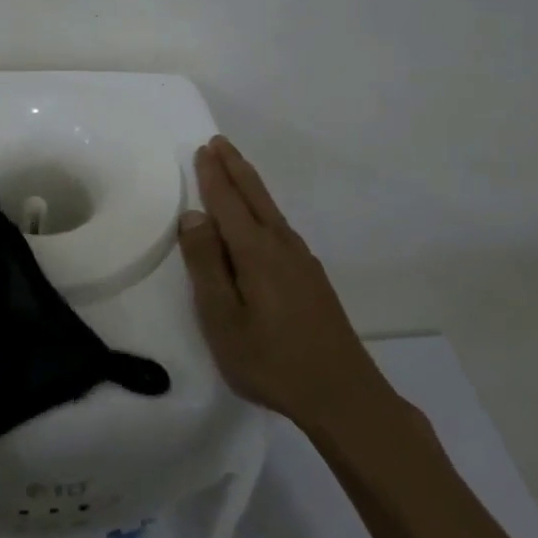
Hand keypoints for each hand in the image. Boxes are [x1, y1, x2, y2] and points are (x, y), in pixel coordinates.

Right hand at [179, 136, 382, 436]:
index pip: (228, 202)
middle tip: (219, 142)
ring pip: (271, 210)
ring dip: (250, 185)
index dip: (213, 175)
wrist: (343, 394)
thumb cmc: (271, 360)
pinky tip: (263, 222)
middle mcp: (281, 245)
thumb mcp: (223, 319)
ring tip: (236, 172)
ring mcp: (302, 261)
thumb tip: (194, 216)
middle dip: (235, 167)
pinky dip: (264, 209)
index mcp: (256, 252)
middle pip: (255, 196)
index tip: (203, 149)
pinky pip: (281, 227)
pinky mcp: (313, 278)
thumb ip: (206, 265)